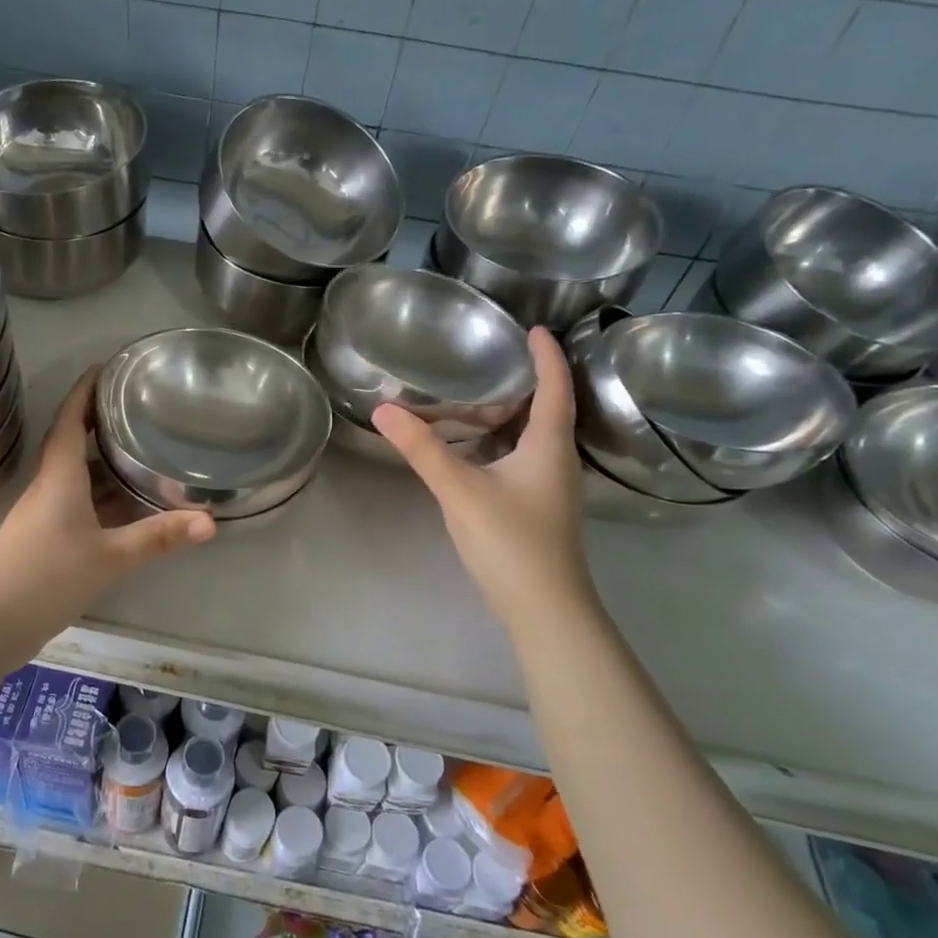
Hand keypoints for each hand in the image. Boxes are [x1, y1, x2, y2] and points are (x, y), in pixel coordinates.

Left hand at [0, 368, 213, 648]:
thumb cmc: (45, 576)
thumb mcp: (109, 557)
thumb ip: (158, 537)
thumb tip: (211, 521)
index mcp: (60, 476)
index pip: (70, 419)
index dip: (85, 391)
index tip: (106, 367)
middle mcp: (49, 488)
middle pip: (75, 444)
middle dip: (102, 423)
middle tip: (139, 408)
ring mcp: (44, 517)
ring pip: (78, 479)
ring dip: (105, 464)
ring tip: (142, 451)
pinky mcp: (45, 543)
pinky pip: (79, 507)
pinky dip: (104, 499)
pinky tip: (128, 509)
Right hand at [373, 327, 592, 624]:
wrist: (543, 608)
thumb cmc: (510, 541)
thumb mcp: (459, 489)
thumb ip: (422, 449)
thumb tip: (383, 409)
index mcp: (548, 445)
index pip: (555, 387)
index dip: (547, 356)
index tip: (535, 329)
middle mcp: (554, 459)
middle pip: (538, 410)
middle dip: (511, 386)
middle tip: (477, 365)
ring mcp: (547, 486)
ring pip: (524, 438)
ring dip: (497, 418)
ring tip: (461, 402)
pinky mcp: (535, 505)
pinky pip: (515, 459)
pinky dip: (491, 445)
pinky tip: (462, 450)